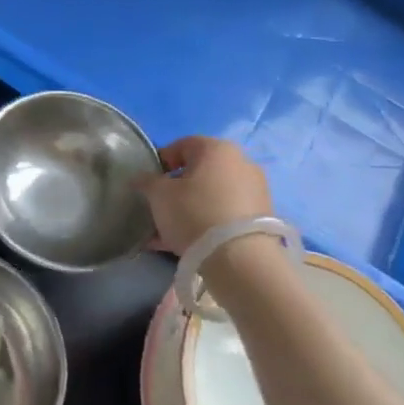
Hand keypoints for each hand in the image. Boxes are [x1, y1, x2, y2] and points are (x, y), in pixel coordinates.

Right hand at [135, 136, 274, 255]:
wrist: (240, 259)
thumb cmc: (194, 213)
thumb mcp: (159, 195)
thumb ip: (147, 182)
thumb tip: (141, 178)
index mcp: (216, 149)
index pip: (181, 145)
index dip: (161, 162)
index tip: (149, 183)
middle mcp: (241, 162)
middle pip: (199, 172)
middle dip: (176, 189)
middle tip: (160, 209)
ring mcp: (255, 190)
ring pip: (212, 196)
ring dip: (190, 209)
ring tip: (169, 233)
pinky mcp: (261, 218)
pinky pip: (225, 214)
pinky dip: (207, 223)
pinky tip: (187, 245)